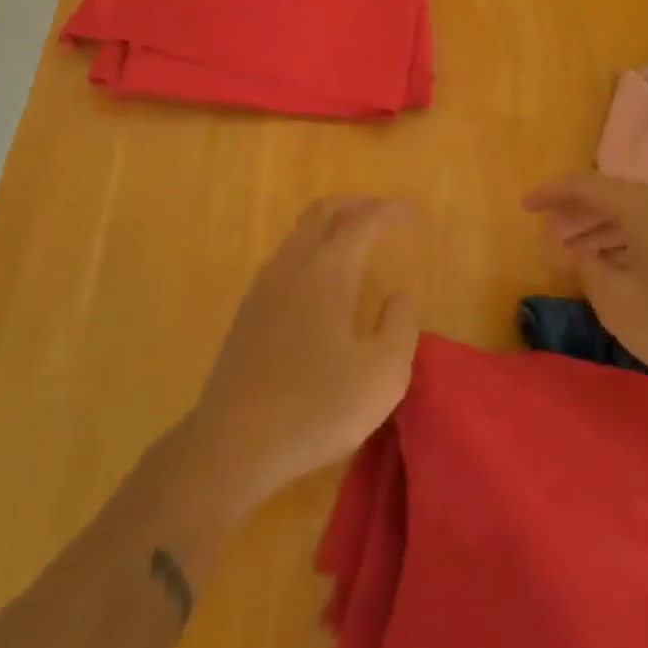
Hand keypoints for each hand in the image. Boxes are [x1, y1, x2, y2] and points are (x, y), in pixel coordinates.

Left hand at [190, 198, 418, 504]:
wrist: (234, 443)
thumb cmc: (317, 406)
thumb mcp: (383, 374)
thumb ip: (399, 326)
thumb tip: (399, 295)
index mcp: (329, 270)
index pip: (363, 220)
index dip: (390, 210)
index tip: (413, 212)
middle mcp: (294, 265)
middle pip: (324, 211)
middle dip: (356, 204)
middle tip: (382, 213)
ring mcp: (265, 285)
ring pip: (299, 232)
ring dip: (330, 224)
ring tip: (354, 240)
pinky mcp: (248, 310)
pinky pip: (284, 257)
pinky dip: (309, 248)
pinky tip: (318, 279)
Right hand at [522, 173, 647, 397]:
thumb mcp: (619, 302)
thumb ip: (588, 271)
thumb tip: (577, 254)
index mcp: (641, 207)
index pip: (584, 185)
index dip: (550, 194)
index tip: (524, 207)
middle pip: (608, 197)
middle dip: (573, 216)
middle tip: (548, 240)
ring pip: (630, 215)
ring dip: (597, 231)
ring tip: (573, 257)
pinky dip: (623, 243)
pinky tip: (613, 269)